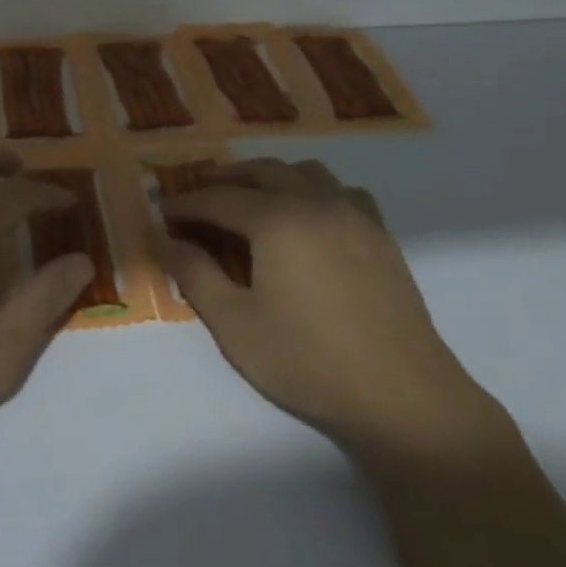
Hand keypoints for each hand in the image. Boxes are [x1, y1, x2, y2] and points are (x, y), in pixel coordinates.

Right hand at [162, 159, 500, 456]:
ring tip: (253, 201)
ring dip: (272, 177)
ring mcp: (354, 214)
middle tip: (201, 199)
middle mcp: (315, 202)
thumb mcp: (235, 325)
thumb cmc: (308, 362)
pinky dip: (316, 191)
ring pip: (305, 171)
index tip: (164, 211)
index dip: (187, 203)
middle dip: (226, 179)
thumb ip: (195, 275)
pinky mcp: (380, 233)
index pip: (219, 198)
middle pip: (262, 170)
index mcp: (276, 220)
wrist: (401, 395)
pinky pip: (342, 191)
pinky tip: (311, 219)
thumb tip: (166, 240)